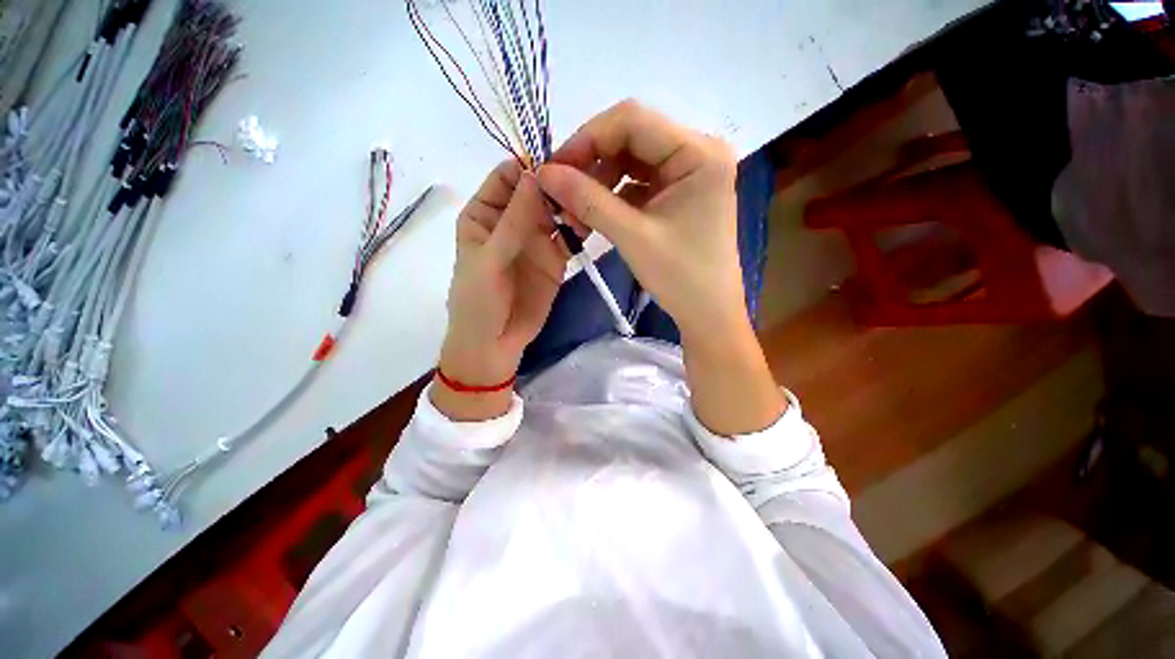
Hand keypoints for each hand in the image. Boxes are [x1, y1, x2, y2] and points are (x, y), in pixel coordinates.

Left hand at [432, 161, 567, 420]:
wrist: (495, 344)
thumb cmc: (479, 301)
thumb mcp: (490, 258)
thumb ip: (514, 220)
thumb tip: (535, 174)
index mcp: (484, 214)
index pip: (507, 177)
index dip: (530, 167)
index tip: (559, 161)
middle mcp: (512, 221)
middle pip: (537, 191)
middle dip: (558, 183)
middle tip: (586, 177)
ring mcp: (536, 240)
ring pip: (556, 212)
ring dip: (571, 205)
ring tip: (592, 199)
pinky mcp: (555, 259)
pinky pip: (569, 237)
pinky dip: (580, 228)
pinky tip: (593, 222)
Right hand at [536, 100, 745, 342]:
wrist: (708, 313)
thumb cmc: (681, 277)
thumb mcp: (632, 237)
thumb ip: (587, 201)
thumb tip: (543, 173)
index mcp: (699, 152)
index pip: (632, 121)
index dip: (586, 139)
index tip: (554, 169)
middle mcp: (697, 152)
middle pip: (630, 139)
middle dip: (590, 164)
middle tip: (560, 194)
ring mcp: (687, 173)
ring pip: (630, 162)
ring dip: (598, 183)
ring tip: (575, 213)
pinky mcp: (677, 193)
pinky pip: (636, 183)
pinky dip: (611, 197)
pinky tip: (594, 217)